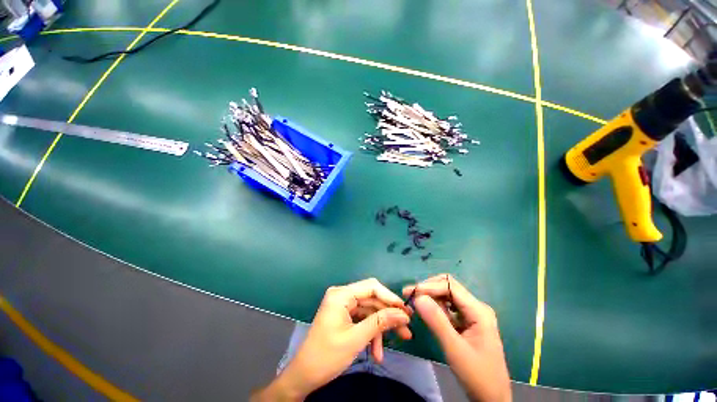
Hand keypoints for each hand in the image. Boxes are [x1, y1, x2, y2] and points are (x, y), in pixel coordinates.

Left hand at [252, 278, 411, 400]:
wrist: (304, 375)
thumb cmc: (327, 356)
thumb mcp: (356, 339)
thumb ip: (380, 322)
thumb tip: (403, 314)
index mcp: (341, 295)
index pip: (371, 287)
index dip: (390, 297)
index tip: (406, 311)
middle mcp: (342, 295)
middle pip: (372, 299)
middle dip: (388, 315)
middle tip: (406, 328)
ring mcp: (343, 305)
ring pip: (370, 310)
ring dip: (382, 327)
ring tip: (400, 340)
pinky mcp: (344, 315)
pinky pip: (363, 319)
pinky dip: (372, 333)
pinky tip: (377, 351)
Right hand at [404, 274, 510, 401]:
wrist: (492, 398)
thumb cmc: (477, 375)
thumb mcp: (455, 349)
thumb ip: (436, 321)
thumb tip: (417, 297)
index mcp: (478, 310)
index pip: (450, 286)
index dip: (428, 286)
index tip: (409, 293)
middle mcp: (476, 307)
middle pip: (448, 286)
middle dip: (428, 288)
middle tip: (410, 296)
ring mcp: (472, 313)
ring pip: (447, 295)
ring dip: (430, 296)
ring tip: (415, 303)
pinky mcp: (467, 321)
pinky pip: (448, 306)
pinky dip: (435, 306)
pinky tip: (427, 311)